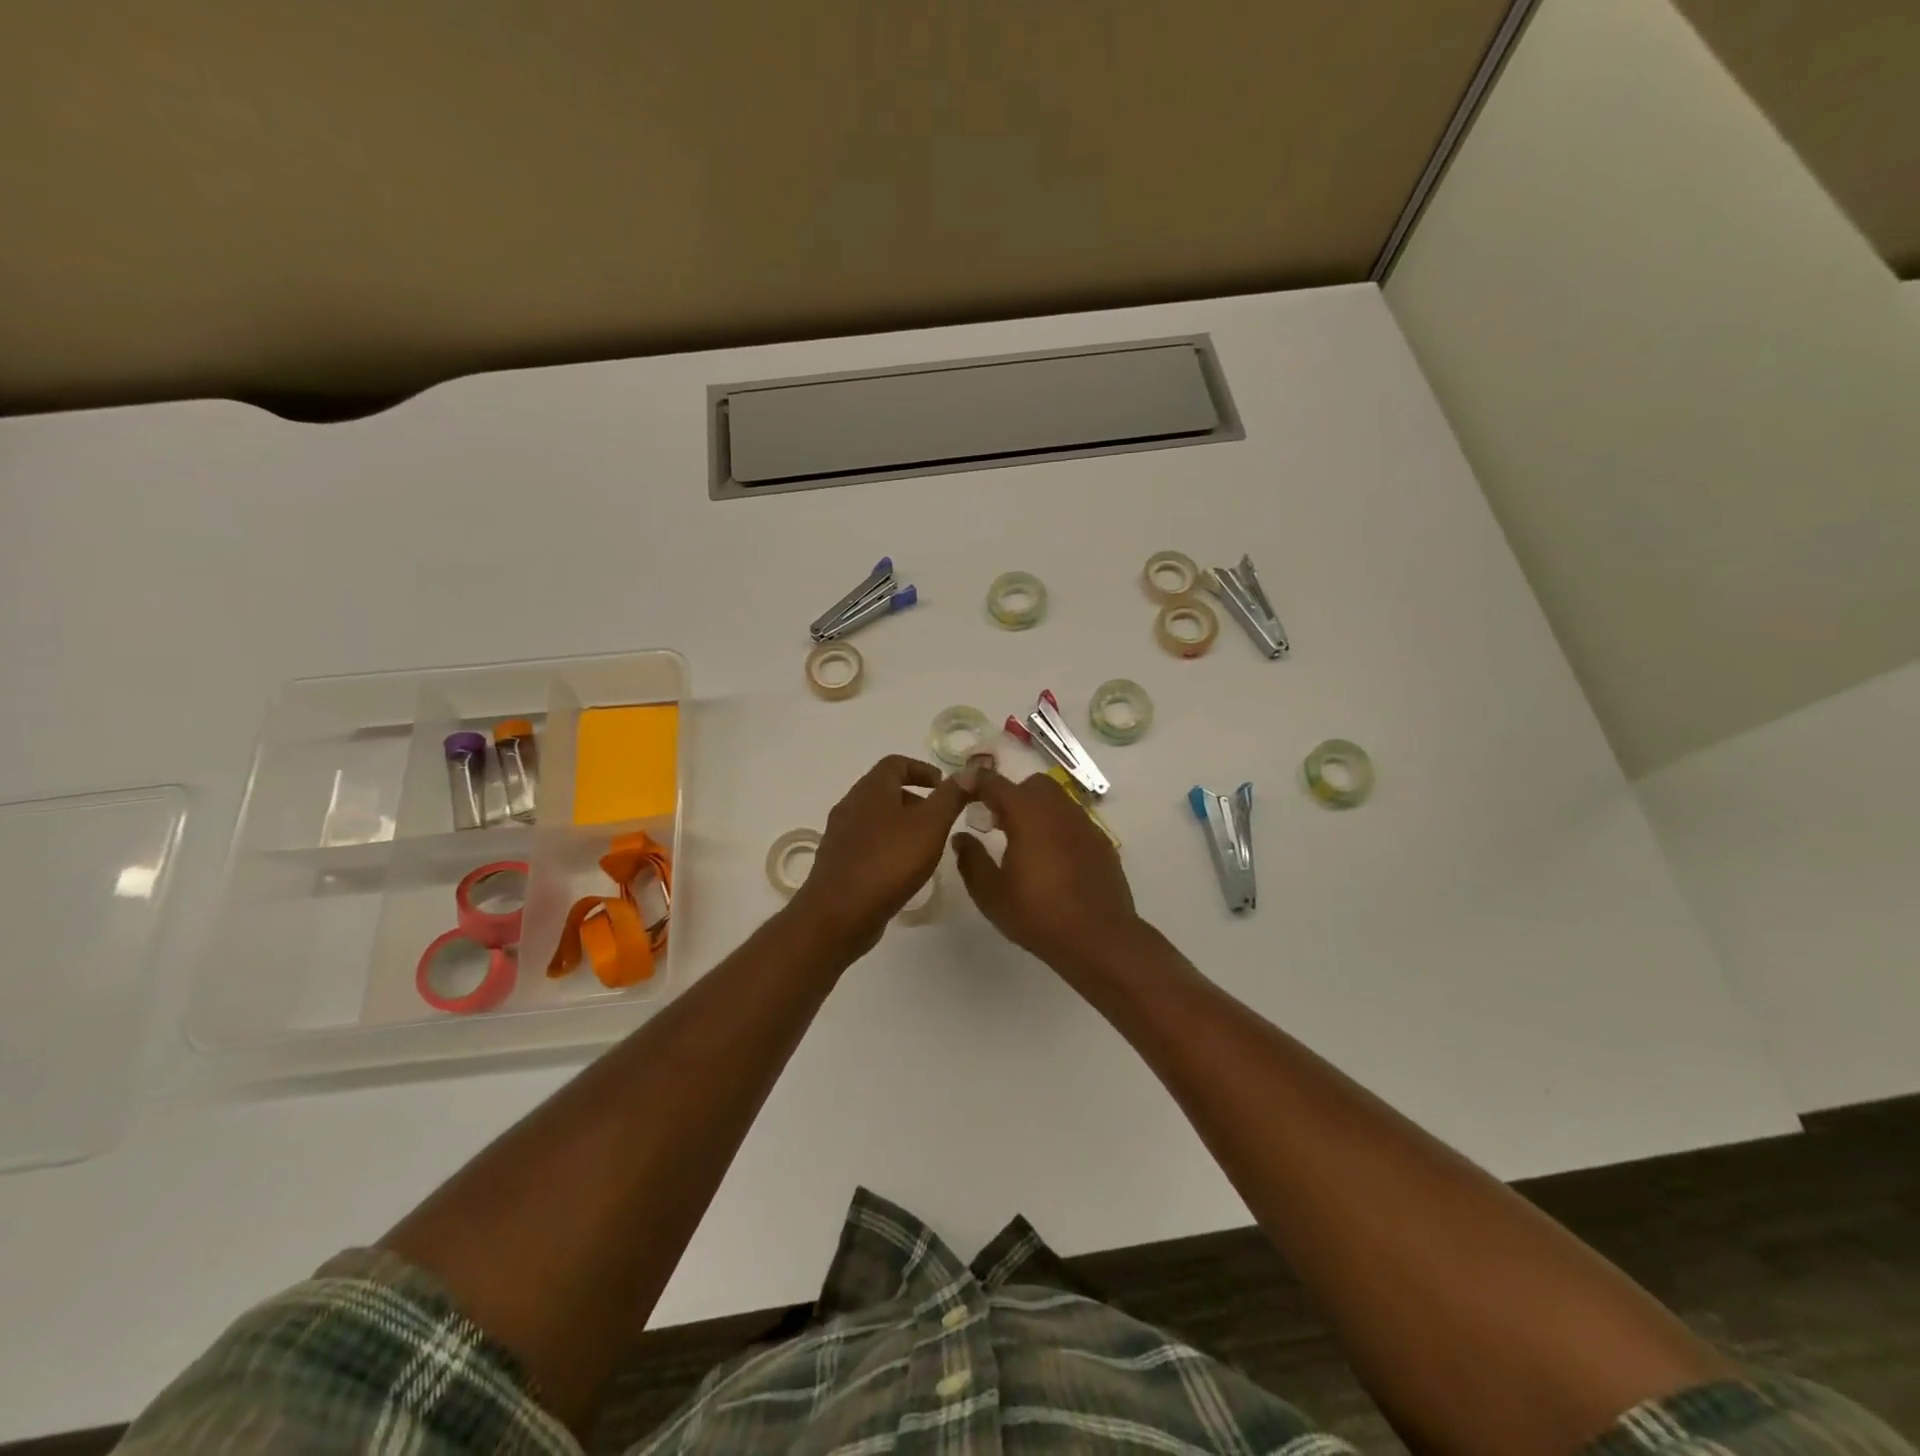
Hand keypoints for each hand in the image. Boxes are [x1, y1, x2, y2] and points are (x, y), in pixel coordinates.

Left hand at [789, 755, 967, 955]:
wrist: (839, 914)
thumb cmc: (889, 861)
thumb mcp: (930, 825)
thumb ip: (950, 797)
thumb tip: (967, 772)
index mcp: (870, 789)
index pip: (896, 763)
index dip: (922, 769)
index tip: (944, 786)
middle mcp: (850, 805)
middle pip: (884, 790)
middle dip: (915, 799)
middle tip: (940, 817)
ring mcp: (840, 835)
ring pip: (875, 818)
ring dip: (901, 824)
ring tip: (925, 844)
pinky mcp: (838, 862)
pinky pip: (867, 843)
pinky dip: (888, 846)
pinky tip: (903, 869)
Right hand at [950, 769, 1141, 969]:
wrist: (1098, 938)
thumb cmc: (1038, 914)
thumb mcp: (991, 893)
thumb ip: (971, 860)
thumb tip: (961, 838)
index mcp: (1028, 815)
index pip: (996, 784)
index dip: (975, 781)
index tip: (961, 786)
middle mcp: (1058, 810)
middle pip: (1032, 784)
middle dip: (1011, 794)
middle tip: (996, 821)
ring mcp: (1084, 824)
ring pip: (1057, 800)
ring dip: (1036, 809)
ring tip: (1023, 841)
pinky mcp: (1101, 842)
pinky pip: (1074, 821)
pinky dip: (1057, 827)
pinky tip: (1052, 858)